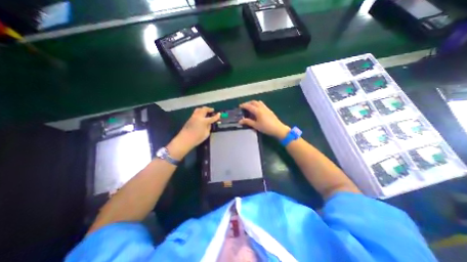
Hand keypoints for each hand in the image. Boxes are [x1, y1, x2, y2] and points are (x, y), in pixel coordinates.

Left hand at [167, 105, 219, 158]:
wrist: (185, 139)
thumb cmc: (197, 138)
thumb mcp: (206, 134)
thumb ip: (208, 127)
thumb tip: (209, 124)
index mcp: (204, 121)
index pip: (212, 117)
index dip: (216, 116)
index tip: (219, 114)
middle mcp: (198, 117)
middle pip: (204, 109)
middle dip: (209, 109)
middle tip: (212, 110)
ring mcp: (193, 117)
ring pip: (199, 109)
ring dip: (203, 109)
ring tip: (206, 111)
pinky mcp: (190, 118)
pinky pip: (195, 112)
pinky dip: (199, 112)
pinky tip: (201, 115)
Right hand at [238, 100, 289, 138]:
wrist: (278, 129)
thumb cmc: (266, 128)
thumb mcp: (256, 125)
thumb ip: (248, 122)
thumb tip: (240, 121)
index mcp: (258, 111)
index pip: (249, 106)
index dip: (243, 105)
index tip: (239, 106)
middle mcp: (262, 107)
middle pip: (254, 102)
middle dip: (248, 103)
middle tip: (244, 107)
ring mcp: (266, 108)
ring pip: (258, 102)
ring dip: (253, 103)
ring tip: (250, 108)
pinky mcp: (269, 110)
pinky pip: (262, 104)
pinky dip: (257, 105)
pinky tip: (257, 110)